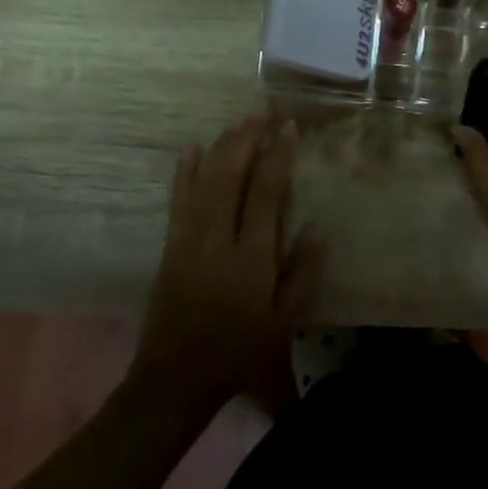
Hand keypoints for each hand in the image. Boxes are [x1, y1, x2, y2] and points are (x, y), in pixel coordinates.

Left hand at [131, 114, 324, 410]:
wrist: (176, 378)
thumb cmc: (239, 352)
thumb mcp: (283, 323)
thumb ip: (302, 275)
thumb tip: (316, 229)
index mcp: (250, 257)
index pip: (265, 193)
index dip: (278, 156)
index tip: (289, 128)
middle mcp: (217, 239)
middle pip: (231, 175)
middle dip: (248, 138)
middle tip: (264, 110)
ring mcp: (189, 239)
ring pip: (205, 179)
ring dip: (222, 146)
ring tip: (240, 121)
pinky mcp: (171, 245)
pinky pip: (177, 199)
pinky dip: (184, 171)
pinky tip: (191, 148)